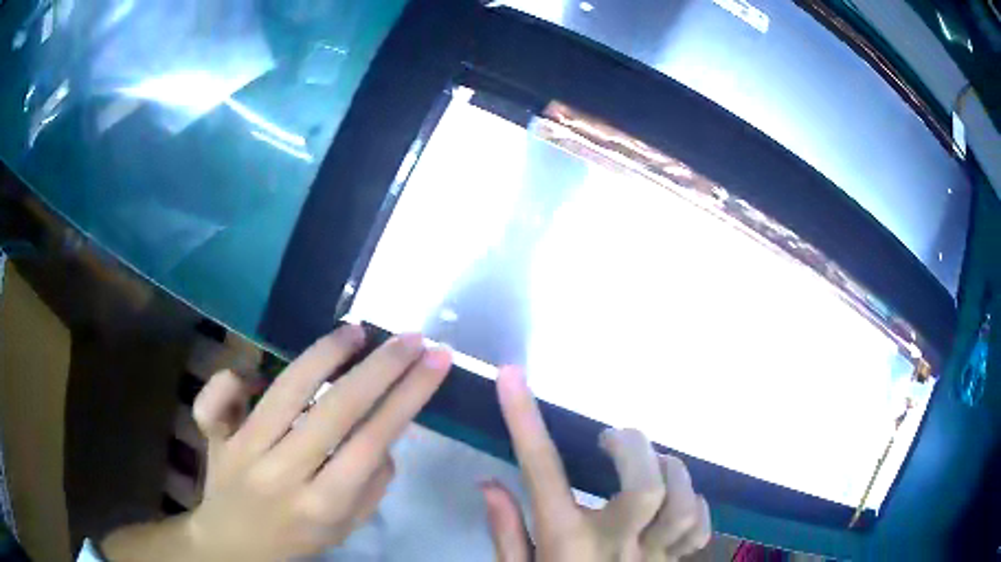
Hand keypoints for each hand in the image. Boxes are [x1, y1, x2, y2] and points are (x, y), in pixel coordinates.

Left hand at [102, 326, 451, 561]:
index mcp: (322, 504)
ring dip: (326, 353)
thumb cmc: (298, 540)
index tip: (437, 360)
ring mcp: (245, 449)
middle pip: (337, 408)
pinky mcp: (218, 435)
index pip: (373, 440)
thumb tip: (386, 433)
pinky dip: (238, 375)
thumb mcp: (346, 528)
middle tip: (412, 337)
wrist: (232, 546)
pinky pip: (221, 394)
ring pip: (287, 389)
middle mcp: (283, 472)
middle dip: (382, 366)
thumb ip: (372, 485)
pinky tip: (259, 371)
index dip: (409, 395)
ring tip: (357, 331)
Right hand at [483, 368, 710, 561]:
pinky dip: (694, 506)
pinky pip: (700, 527)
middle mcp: (613, 547)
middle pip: (645, 487)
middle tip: (614, 440)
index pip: (540, 471)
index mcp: (564, 543)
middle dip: (634, 448)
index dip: (523, 419)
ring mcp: (651, 559)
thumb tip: (489, 482)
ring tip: (653, 468)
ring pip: (683, 503)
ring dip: (673, 473)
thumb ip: (504, 530)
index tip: (513, 377)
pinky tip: (677, 506)